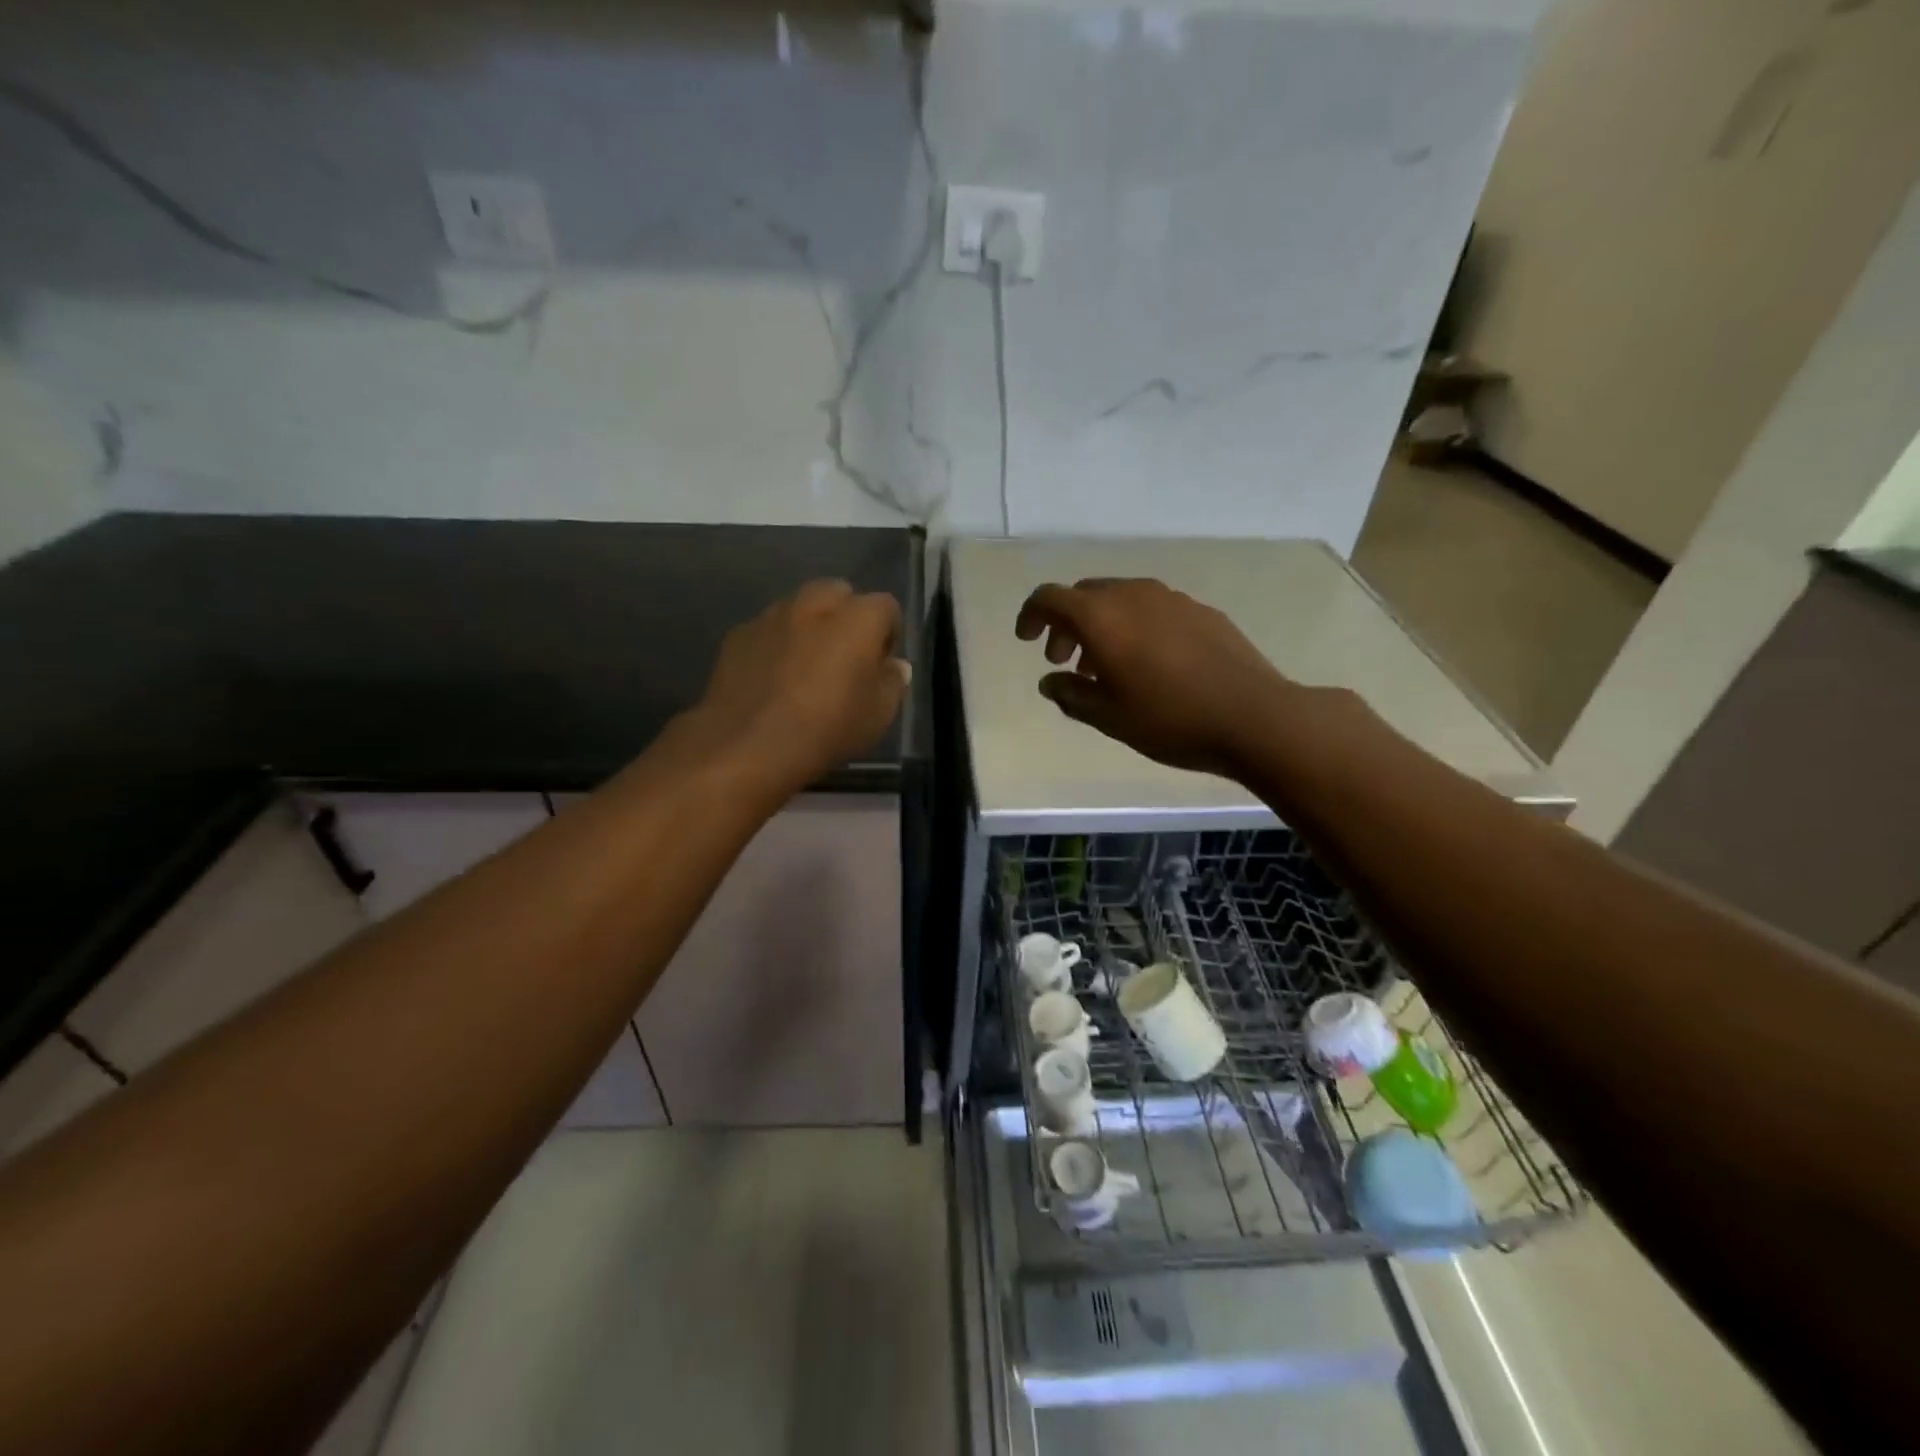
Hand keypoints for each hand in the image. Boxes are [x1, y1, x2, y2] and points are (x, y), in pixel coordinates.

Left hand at [697, 579, 908, 793]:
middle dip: (846, 617)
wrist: (747, 745)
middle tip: (845, 657)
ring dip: (809, 627)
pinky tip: (772, 678)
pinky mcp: (738, 635)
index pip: (886, 607)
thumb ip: (892, 683)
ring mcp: (771, 616)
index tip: (881, 665)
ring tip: (805, 666)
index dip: (888, 635)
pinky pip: (768, 630)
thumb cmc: (826, 729)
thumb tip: (893, 666)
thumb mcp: (879, 716)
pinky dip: (776, 644)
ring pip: (799, 607)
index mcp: (857, 618)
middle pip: (838, 594)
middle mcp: (814, 604)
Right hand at [1015, 577, 1292, 778]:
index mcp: (1102, 617)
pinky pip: (1153, 608)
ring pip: (1121, 599)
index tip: (1027, 640)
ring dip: (1102, 625)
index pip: (1050, 597)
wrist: (1253, 717)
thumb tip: (1050, 682)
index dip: (1031, 614)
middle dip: (1066, 623)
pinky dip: (1136, 626)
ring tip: (1106, 666)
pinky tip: (1150, 663)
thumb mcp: (1107, 717)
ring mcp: (1172, 599)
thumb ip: (1069, 695)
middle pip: (1085, 594)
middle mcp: (1133, 595)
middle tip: (1065, 660)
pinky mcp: (1201, 611)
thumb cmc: (1169, 719)